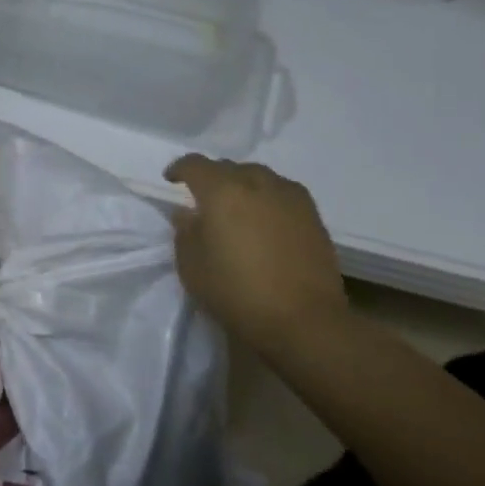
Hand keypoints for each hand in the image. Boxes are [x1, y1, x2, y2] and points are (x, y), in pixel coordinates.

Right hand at [163, 155, 349, 353]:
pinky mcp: (313, 216)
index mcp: (222, 190)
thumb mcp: (191, 266)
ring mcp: (290, 197)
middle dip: (212, 178)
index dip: (179, 168)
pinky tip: (265, 219)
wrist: (303, 320)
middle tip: (203, 200)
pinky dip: (267, 198)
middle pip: (229, 167)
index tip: (171, 180)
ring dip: (242, 185)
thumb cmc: (236, 292)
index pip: (195, 165)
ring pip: (259, 176)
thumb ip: (185, 232)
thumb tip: (188, 213)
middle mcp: (257, 183)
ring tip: (236, 207)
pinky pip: (282, 193)